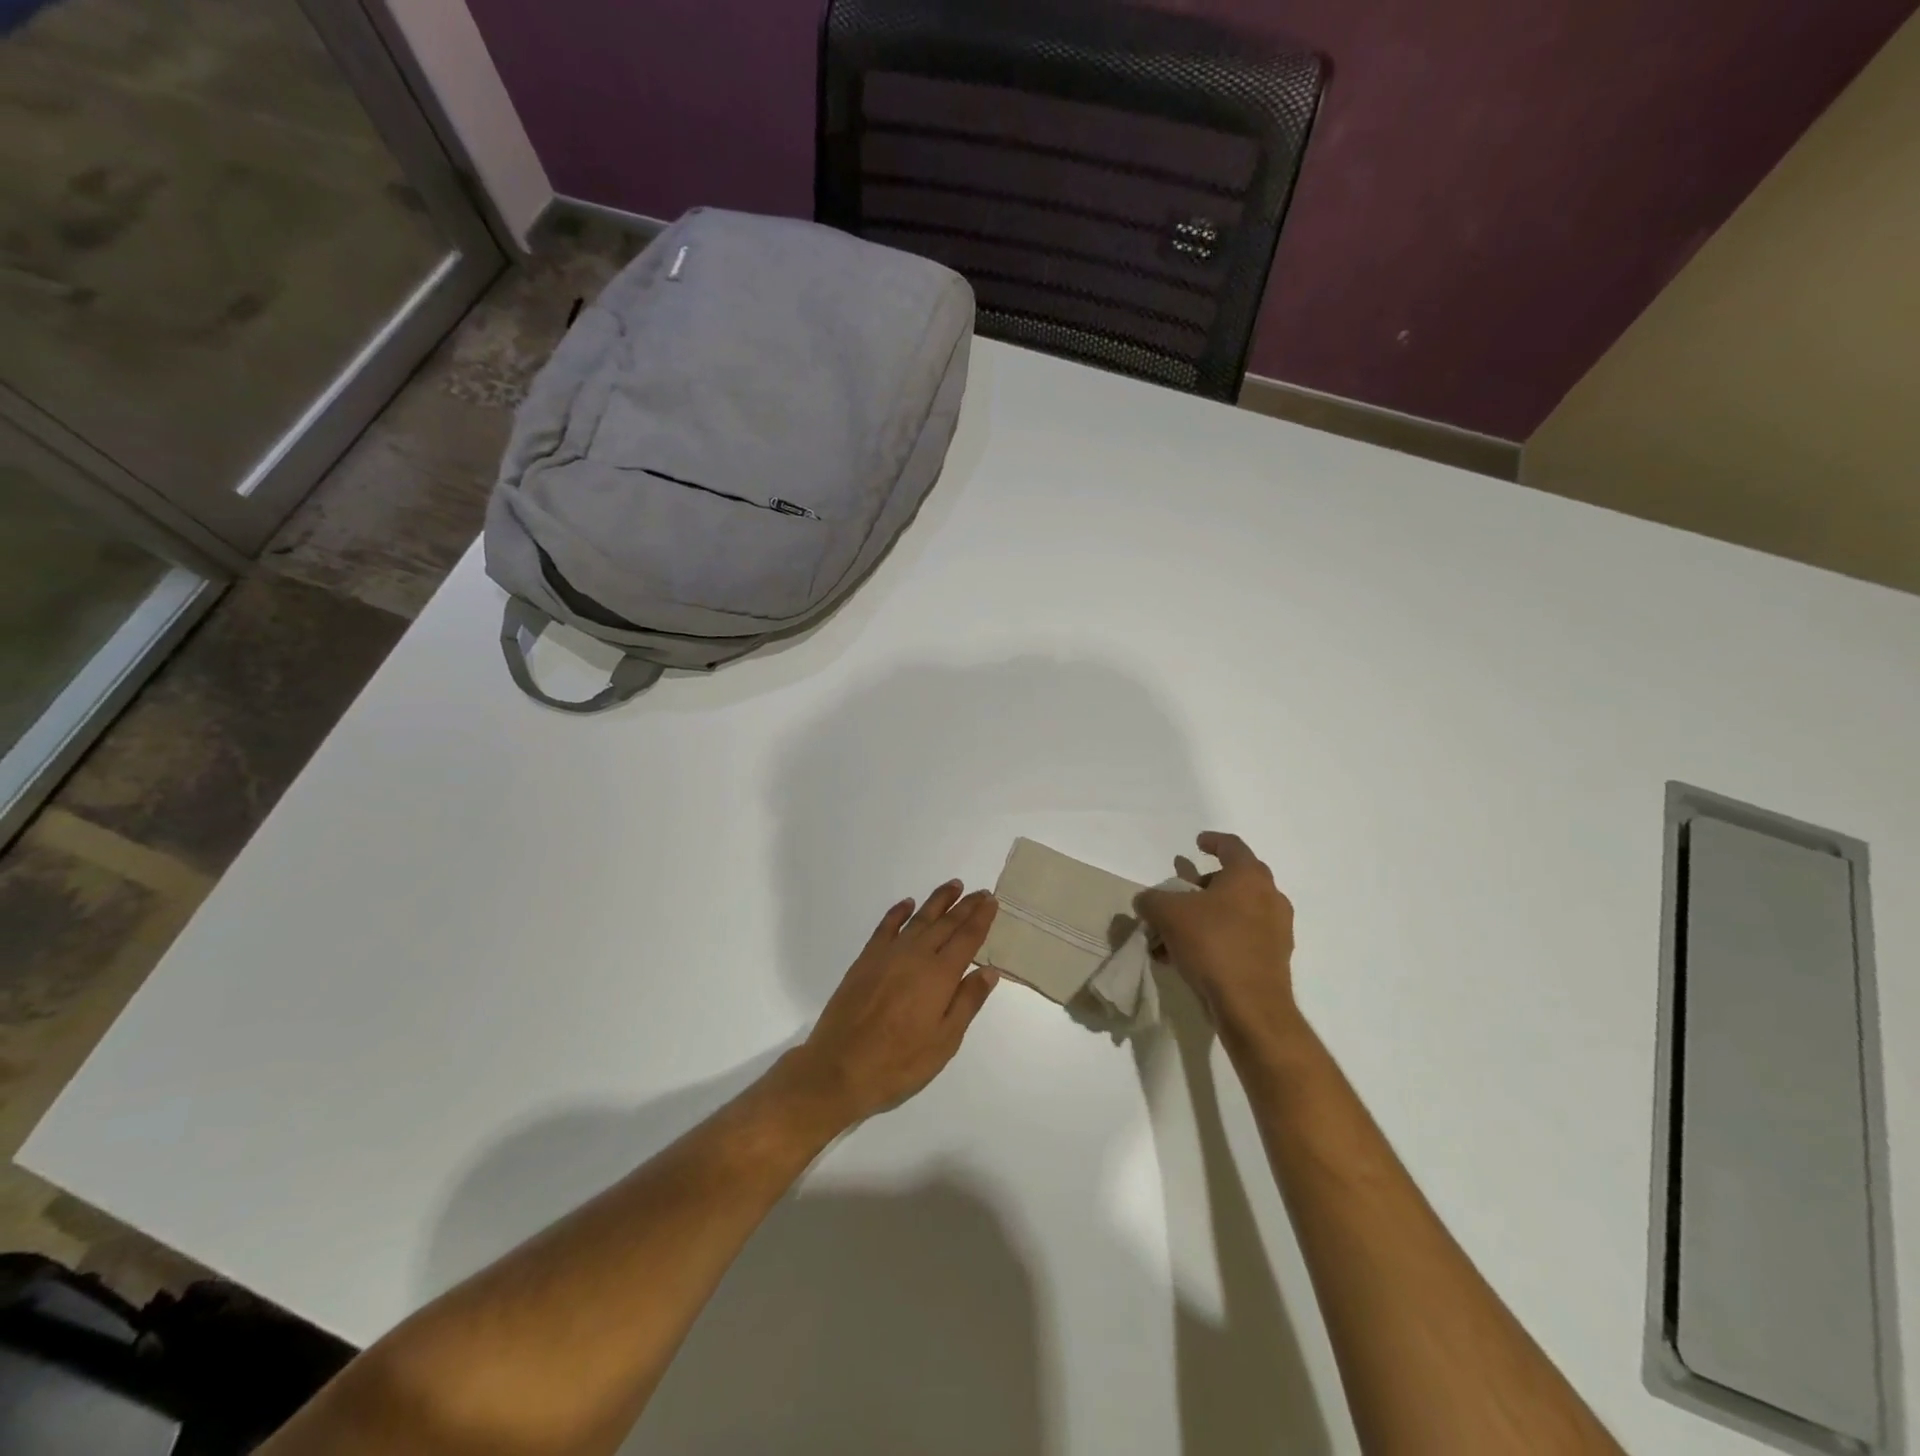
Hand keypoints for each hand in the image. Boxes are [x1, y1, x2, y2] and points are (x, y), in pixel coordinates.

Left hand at [782, 881, 999, 1127]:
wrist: (839, 1068)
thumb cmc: (899, 1063)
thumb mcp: (944, 1041)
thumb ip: (967, 1002)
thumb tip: (989, 970)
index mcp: (939, 975)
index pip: (967, 938)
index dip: (981, 918)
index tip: (992, 901)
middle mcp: (916, 956)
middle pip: (946, 923)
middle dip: (965, 906)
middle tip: (980, 892)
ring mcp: (888, 955)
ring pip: (918, 919)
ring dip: (937, 901)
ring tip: (953, 886)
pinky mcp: (866, 960)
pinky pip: (886, 927)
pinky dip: (898, 913)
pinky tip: (907, 904)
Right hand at [1137, 832, 1303, 1061]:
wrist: (1251, 1006)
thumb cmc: (1212, 944)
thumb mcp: (1167, 914)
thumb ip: (1152, 900)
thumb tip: (1146, 901)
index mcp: (1249, 876)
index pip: (1231, 846)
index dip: (1212, 841)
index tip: (1197, 843)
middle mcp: (1269, 897)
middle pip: (1234, 880)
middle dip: (1204, 884)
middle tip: (1181, 891)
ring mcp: (1276, 930)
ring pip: (1236, 912)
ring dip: (1207, 915)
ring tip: (1176, 930)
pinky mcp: (1274, 959)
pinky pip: (1240, 938)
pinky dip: (1217, 938)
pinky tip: (1187, 956)